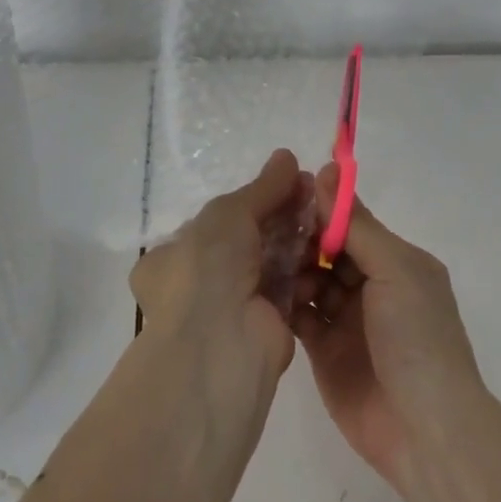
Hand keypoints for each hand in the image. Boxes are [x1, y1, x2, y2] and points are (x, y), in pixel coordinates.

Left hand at [131, 149, 312, 399]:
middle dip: (279, 215)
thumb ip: (261, 187)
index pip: (214, 223)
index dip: (251, 201)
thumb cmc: (207, 268)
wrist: (220, 345)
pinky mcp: (267, 325)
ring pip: (270, 262)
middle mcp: (197, 284)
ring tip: (326, 211)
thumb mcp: (229, 213)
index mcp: (171, 259)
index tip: (285, 182)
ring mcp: (232, 308)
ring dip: (296, 238)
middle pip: (246, 240)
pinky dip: (307, 268)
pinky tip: (329, 244)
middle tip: (312, 190)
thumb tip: (287, 156)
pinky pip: (289, 287)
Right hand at [292, 165, 483, 485]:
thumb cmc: (416, 338)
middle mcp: (373, 286)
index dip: (322, 209)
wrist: (423, 429)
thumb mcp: (395, 270)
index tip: (284, 193)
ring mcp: (347, 320)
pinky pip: (300, 315)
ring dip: (290, 269)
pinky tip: (259, 290)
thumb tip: (328, 172)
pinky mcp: (324, 350)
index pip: (353, 225)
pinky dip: (283, 302)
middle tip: (264, 228)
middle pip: (328, 251)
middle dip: (301, 239)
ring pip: (311, 280)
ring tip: (262, 262)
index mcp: (397, 262)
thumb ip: (357, 226)